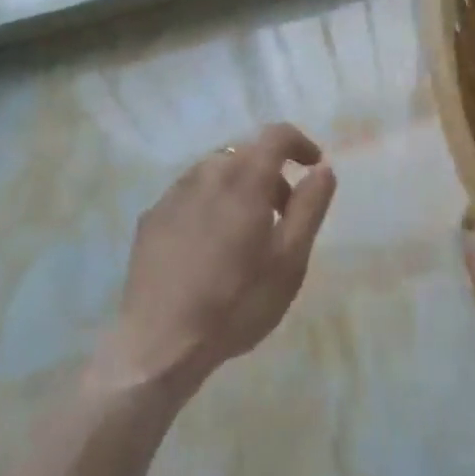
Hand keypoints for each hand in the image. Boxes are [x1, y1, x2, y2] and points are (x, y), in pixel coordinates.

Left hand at [107, 123, 336, 397]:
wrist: (160, 340)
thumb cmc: (236, 302)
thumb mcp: (289, 261)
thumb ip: (309, 207)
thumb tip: (322, 169)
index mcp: (243, 179)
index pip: (275, 135)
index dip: (299, 143)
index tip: (313, 164)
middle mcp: (205, 173)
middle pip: (244, 154)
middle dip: (270, 173)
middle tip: (283, 215)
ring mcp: (173, 193)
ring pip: (214, 173)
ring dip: (238, 188)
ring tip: (246, 234)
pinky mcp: (152, 216)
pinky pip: (189, 195)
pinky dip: (209, 205)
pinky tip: (208, 247)